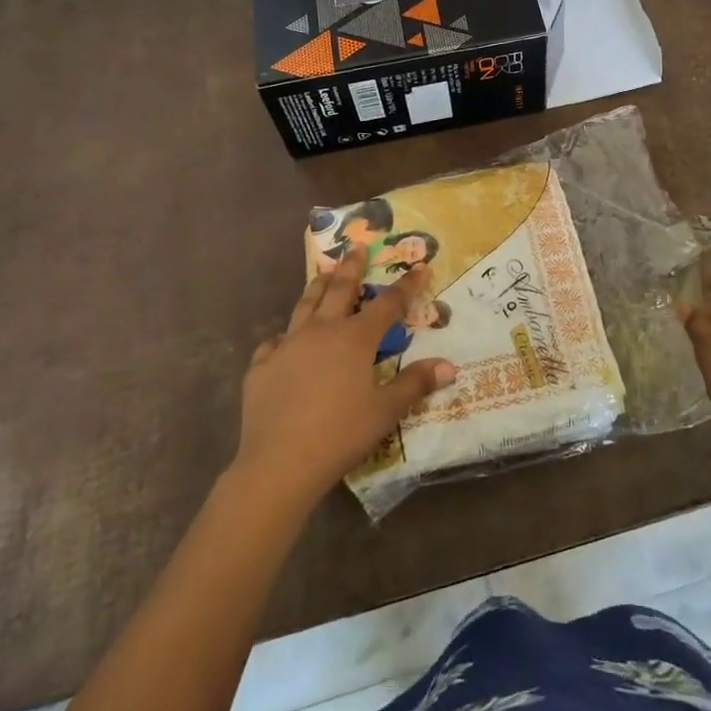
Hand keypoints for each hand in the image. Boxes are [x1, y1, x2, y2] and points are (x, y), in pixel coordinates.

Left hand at [233, 246, 457, 506]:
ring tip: (323, 273)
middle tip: (357, 248)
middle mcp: (321, 331)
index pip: (388, 304)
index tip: (420, 267)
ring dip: (317, 287)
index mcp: (354, 339)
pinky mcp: (261, 367)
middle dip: (352, 268)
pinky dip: (284, 337)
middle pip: (339, 290)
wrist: (280, 462)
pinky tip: (284, 341)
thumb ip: (416, 384)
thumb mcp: (386, 411)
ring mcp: (287, 346)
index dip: (406, 285)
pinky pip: (274, 343)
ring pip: (304, 306)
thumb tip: (449, 366)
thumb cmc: (340, 434)